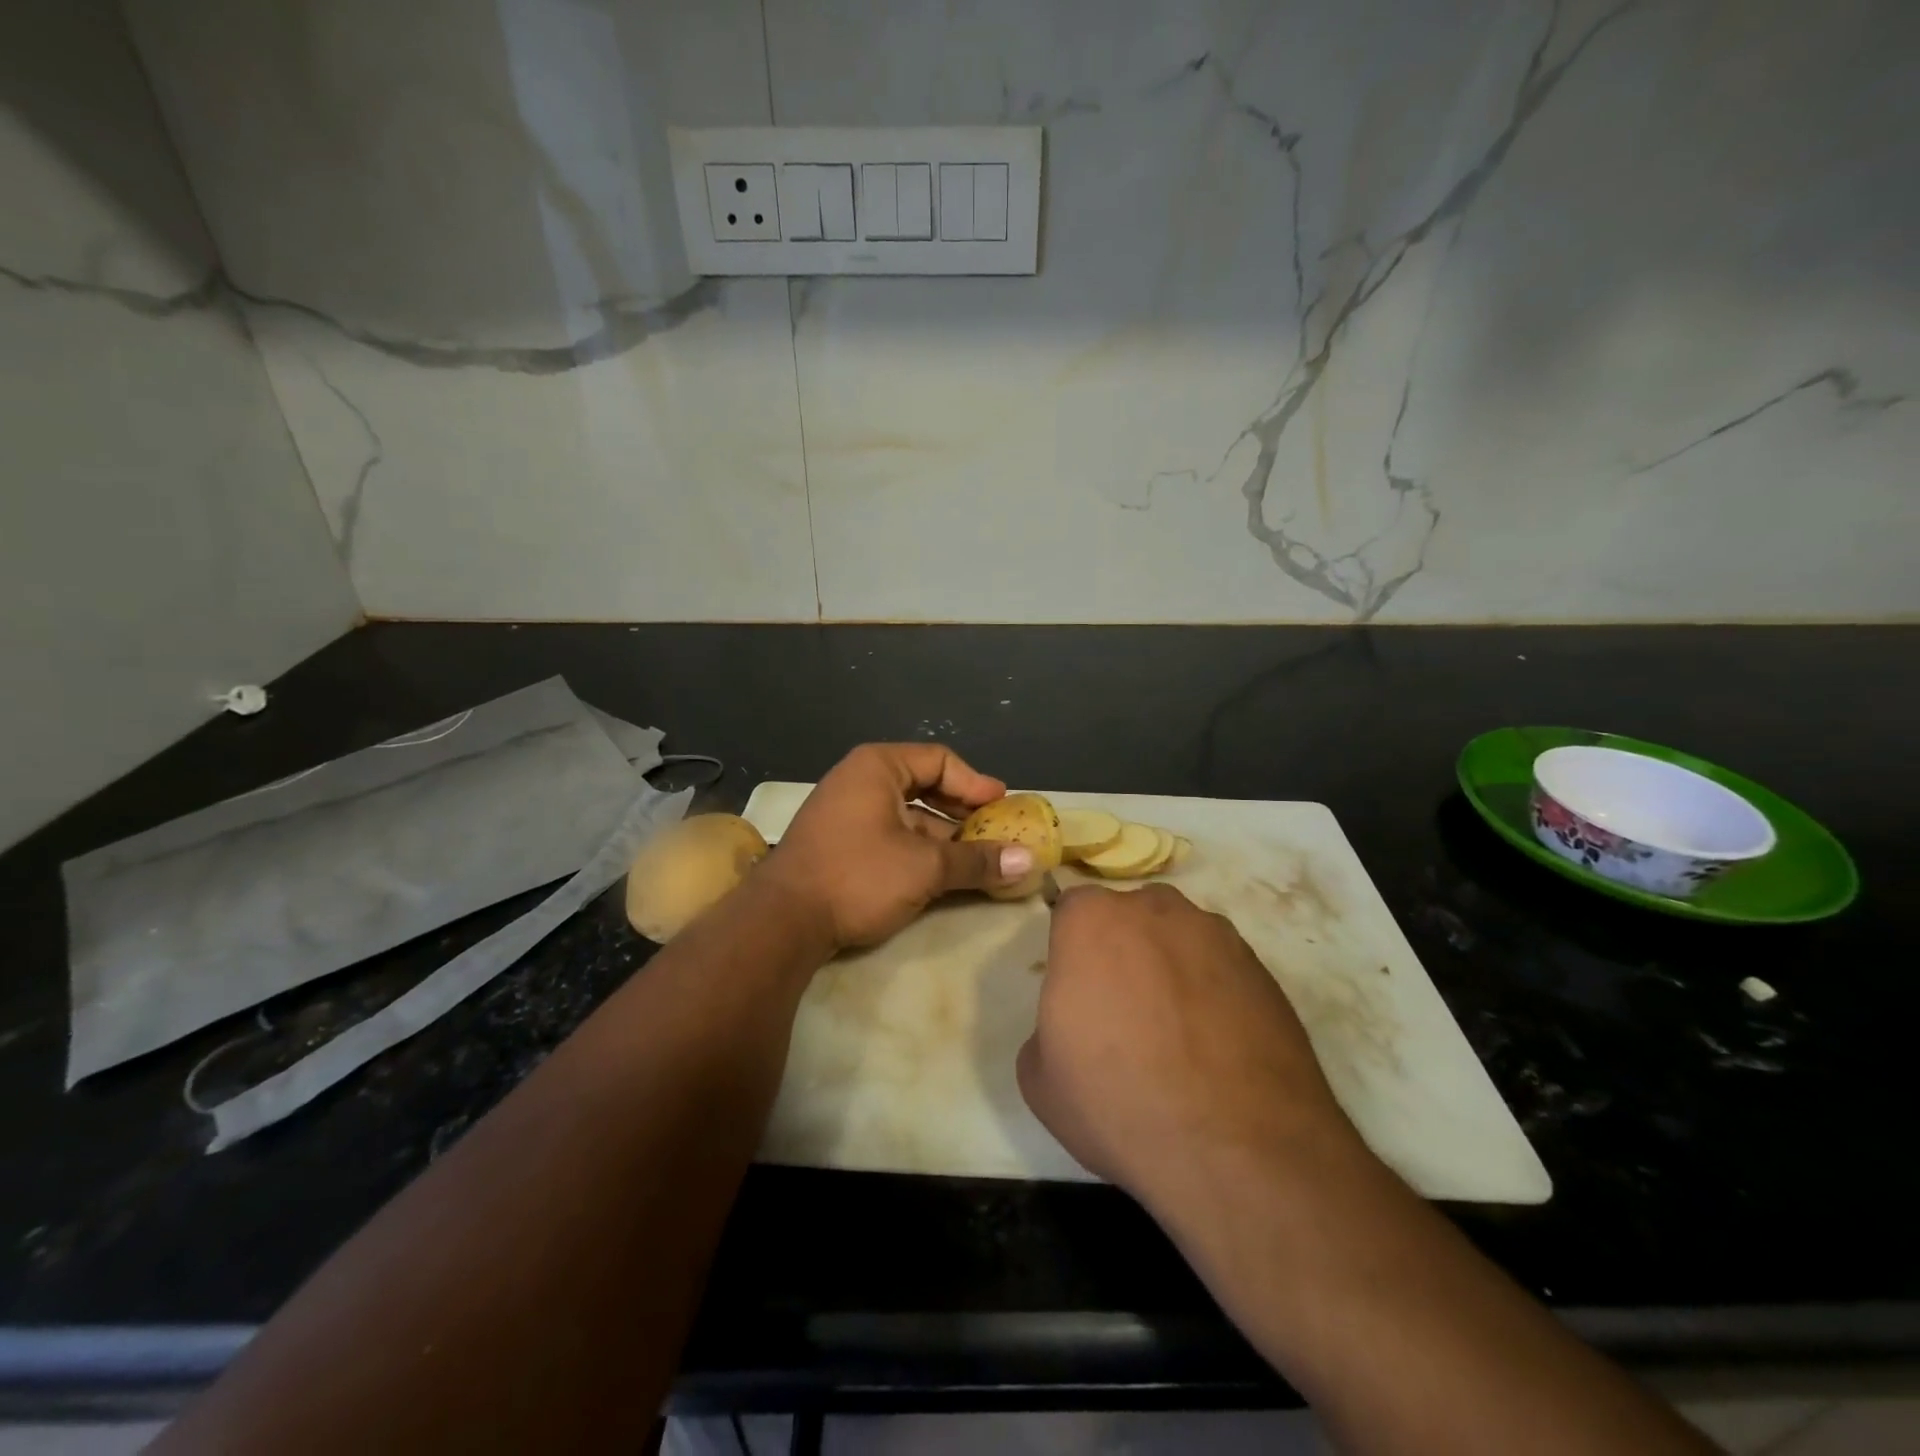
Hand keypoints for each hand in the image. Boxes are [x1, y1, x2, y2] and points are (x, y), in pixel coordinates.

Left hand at [757, 743, 1034, 950]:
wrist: (782, 921)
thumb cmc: (858, 876)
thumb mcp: (925, 868)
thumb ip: (977, 861)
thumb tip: (1029, 861)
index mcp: (877, 767)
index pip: (939, 761)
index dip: (975, 783)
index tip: (1002, 806)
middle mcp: (859, 780)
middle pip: (924, 785)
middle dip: (962, 811)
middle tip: (994, 831)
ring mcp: (845, 812)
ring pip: (907, 814)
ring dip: (943, 835)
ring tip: (976, 859)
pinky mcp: (838, 843)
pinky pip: (889, 834)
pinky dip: (918, 849)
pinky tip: (940, 874)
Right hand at [1017, 884, 1363, 1218]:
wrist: (1239, 1151)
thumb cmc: (1119, 1102)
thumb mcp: (1039, 1077)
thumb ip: (1046, 1027)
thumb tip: (1075, 1026)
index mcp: (1092, 921)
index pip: (1072, 911)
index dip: (1071, 950)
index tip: (1077, 992)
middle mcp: (1156, 910)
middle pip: (1130, 917)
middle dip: (1123, 951)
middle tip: (1123, 1012)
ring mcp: (1217, 936)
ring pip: (1180, 939)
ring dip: (1171, 969)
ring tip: (1177, 1036)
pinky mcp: (1263, 971)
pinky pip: (1222, 971)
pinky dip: (1214, 996)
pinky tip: (1216, 1050)